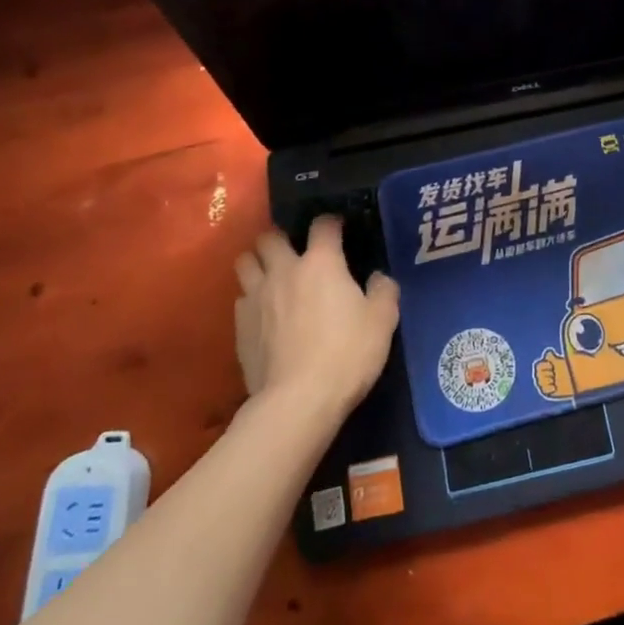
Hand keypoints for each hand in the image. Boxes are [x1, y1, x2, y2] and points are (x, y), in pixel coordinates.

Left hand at [234, 218, 398, 422]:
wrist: (297, 401)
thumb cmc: (347, 354)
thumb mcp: (383, 321)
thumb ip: (383, 291)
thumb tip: (378, 277)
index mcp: (321, 263)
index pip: (323, 225)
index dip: (331, 223)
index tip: (339, 230)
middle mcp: (283, 271)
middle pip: (269, 237)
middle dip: (280, 238)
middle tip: (295, 251)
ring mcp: (256, 298)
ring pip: (244, 263)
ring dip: (257, 263)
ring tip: (271, 275)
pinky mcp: (239, 327)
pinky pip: (240, 299)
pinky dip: (251, 298)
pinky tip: (264, 314)